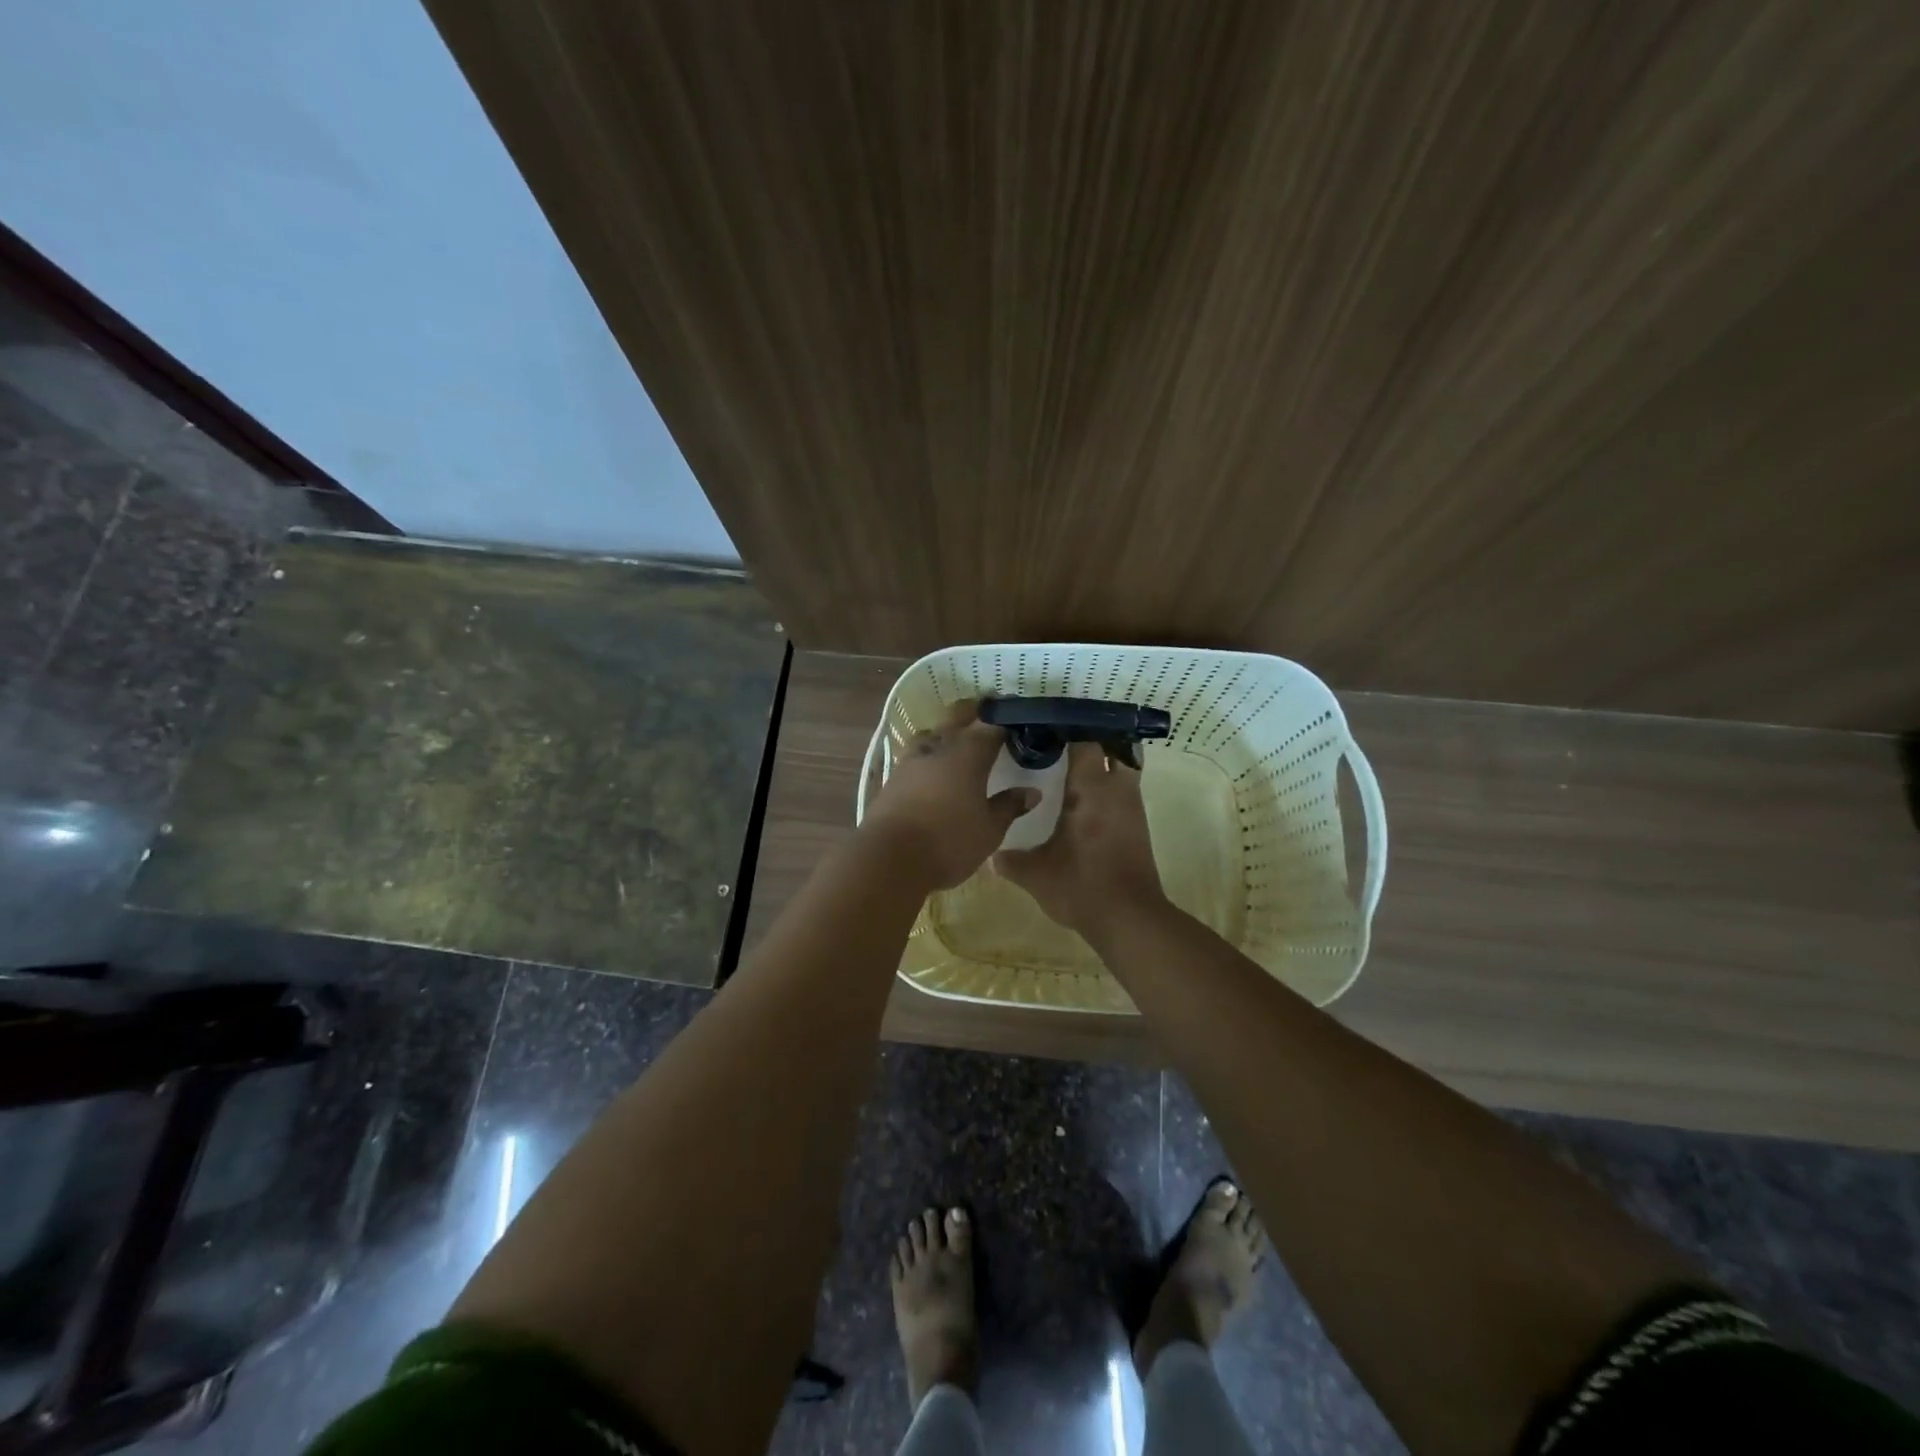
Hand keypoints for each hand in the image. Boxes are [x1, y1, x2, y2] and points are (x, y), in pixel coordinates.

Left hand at [860, 700, 1038, 890]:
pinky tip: (933, 766)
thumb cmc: (949, 841)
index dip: (1006, 722)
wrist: (890, 858)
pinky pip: (916, 754)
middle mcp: (939, 748)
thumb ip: (1009, 806)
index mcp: (969, 754)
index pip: (991, 727)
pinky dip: (929, 753)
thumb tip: (1032, 791)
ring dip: (946, 731)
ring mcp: (912, 760)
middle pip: (957, 718)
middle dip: (973, 712)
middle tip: (988, 711)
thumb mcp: (989, 829)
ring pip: (932, 733)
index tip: (1017, 722)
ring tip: (957, 739)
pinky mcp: (893, 777)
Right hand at [993, 741, 1166, 938]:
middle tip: (1063, 746)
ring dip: (1104, 766)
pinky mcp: (1138, 828)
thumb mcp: (1036, 874)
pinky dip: (1109, 790)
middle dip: (1093, 743)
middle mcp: (1116, 790)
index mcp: (1090, 789)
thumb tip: (992, 856)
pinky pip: (1125, 794)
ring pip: (1124, 770)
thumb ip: (1011, 861)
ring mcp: (1132, 808)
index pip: (1085, 742)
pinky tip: (1085, 804)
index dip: (1068, 730)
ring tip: (1072, 770)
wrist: (1129, 919)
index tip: (1046, 729)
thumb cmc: (1081, 886)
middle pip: (1114, 749)